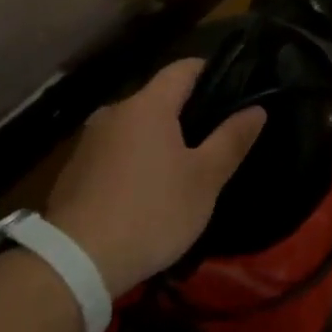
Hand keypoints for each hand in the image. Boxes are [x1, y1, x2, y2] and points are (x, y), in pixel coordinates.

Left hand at [44, 59, 266, 297]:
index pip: (184, 68)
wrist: (75, 263)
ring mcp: (89, 141)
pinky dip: (136, 161)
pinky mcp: (74, 171)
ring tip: (184, 170)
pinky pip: (116, 152)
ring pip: (136, 127)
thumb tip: (257, 109)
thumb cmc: (151, 212)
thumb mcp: (205, 179)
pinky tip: (147, 193)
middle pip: (159, 98)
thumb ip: (232, 139)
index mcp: (147, 105)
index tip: (235, 89)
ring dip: (160, 140)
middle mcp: (114, 112)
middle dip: (187, 113)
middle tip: (215, 140)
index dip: (212, 71)